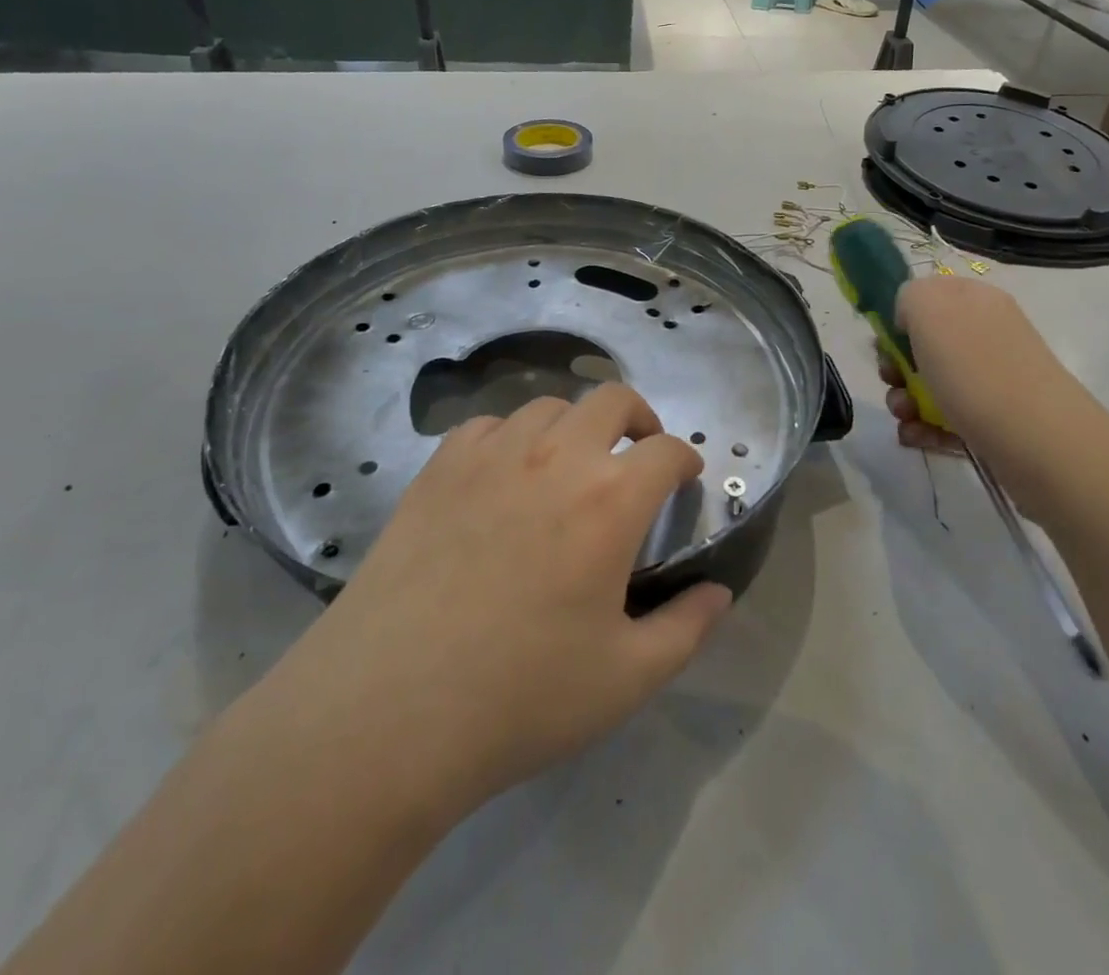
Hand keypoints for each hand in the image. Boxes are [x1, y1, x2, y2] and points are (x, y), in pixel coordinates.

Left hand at [258, 384, 730, 824]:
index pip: (667, 451)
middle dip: (637, 418)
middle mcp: (556, 457)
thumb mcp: (626, 678)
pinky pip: (487, 427)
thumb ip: (686, 628)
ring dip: (572, 427)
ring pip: (547, 407)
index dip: (686, 460)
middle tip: (636, 453)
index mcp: (610, 500)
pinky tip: (502, 477)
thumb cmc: (521, 697)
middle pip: (611, 399)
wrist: (388, 709)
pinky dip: (509, 439)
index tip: (685, 479)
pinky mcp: (440, 467)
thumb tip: (720, 593)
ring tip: (567, 466)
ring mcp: (492, 455)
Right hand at [881, 277, 1092, 523]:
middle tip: (892, 382)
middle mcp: (984, 334)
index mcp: (973, 300)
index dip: (898, 319)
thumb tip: (909, 321)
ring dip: (905, 400)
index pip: (925, 297)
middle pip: (922, 344)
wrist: (1039, 442)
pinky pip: (945, 417)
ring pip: (929, 384)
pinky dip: (925, 428)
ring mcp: (991, 378)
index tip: (885, 344)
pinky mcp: (992, 419)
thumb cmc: (976, 369)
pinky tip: (918, 438)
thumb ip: (908, 296)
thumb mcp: (929, 307)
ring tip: (906, 418)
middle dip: (896, 366)